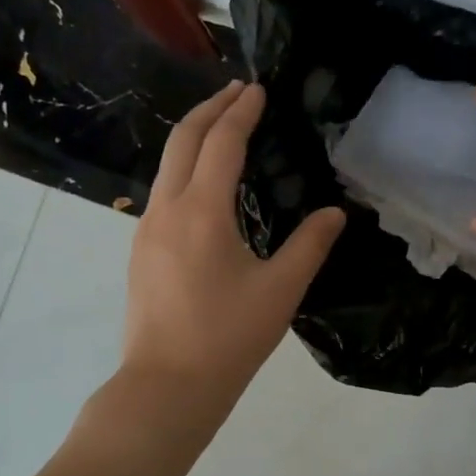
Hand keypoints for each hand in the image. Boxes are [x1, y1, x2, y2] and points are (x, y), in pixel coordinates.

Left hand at [122, 81, 344, 409]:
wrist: (166, 386)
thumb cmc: (228, 338)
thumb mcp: (280, 291)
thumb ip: (310, 245)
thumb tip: (335, 213)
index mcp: (201, 212)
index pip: (222, 143)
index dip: (242, 112)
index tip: (258, 90)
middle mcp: (166, 210)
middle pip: (183, 141)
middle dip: (210, 109)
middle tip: (237, 91)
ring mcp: (146, 231)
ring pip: (167, 166)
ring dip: (194, 138)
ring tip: (222, 130)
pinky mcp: (140, 252)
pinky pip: (162, 192)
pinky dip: (184, 170)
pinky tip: (204, 186)